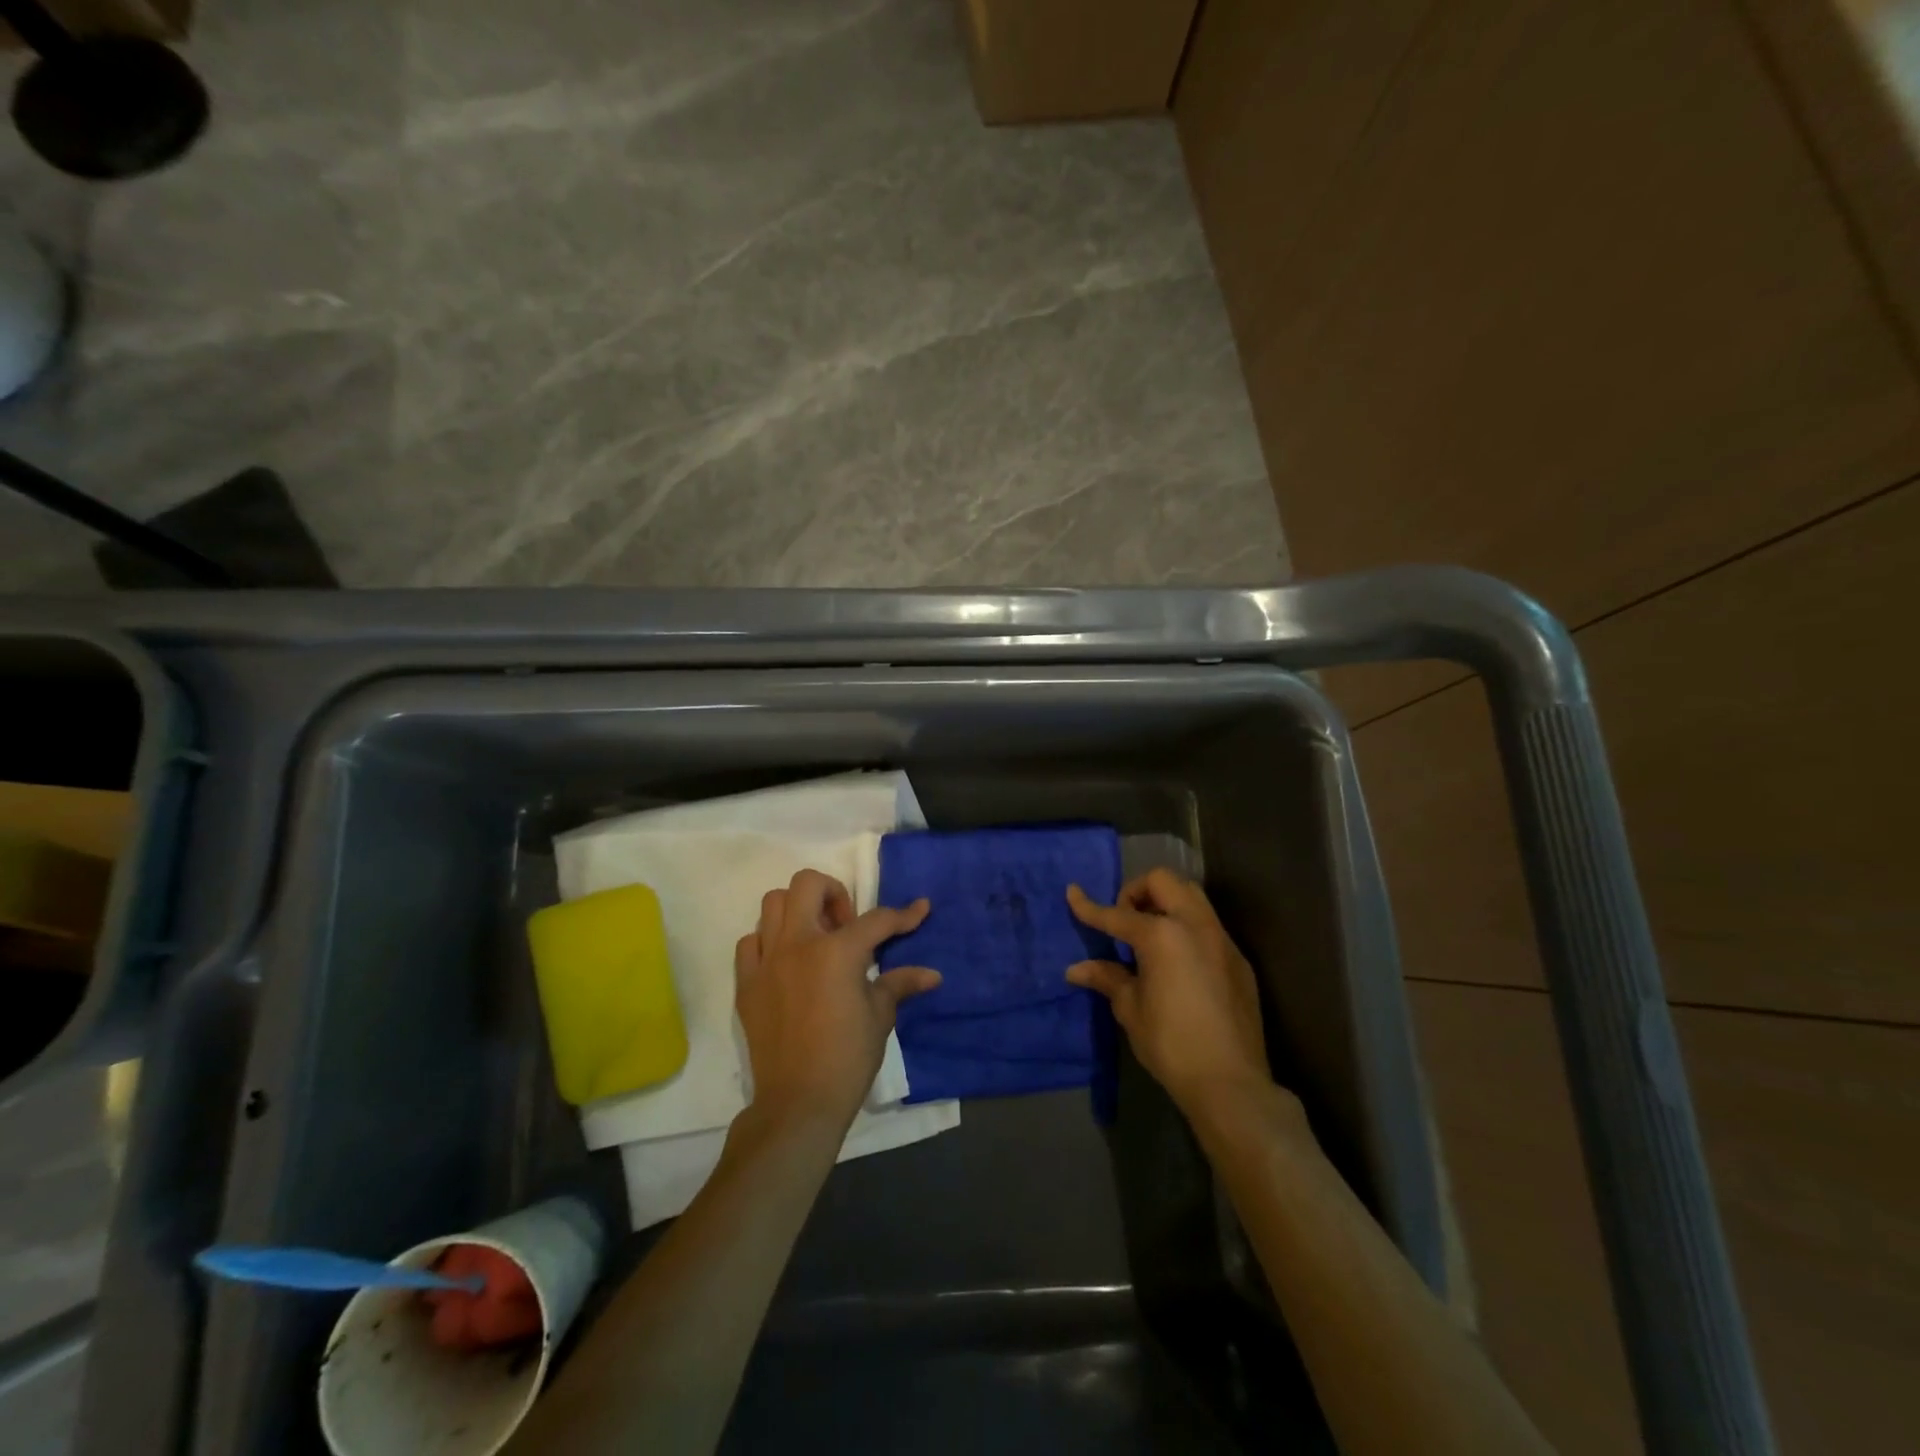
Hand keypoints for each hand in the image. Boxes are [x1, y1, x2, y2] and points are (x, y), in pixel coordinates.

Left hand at [734, 870, 940, 1131]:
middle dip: (834, 893)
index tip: (920, 909)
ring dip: (798, 911)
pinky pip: (750, 943)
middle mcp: (798, 944)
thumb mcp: (880, 1016)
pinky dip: (769, 942)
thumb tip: (932, 974)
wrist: (798, 1103)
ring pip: (772, 904)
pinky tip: (787, 963)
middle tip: (847, 924)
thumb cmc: (847, 1058)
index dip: (903, 915)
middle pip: (807, 884)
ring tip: (817, 939)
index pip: (876, 920)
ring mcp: (766, 961)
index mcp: (837, 951)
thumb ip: (900, 984)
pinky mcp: (746, 984)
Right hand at [1066, 869, 1268, 1116]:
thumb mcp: (1131, 1009)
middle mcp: (1194, 926)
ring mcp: (1222, 940)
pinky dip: (1187, 927)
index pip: (1117, 914)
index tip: (1072, 892)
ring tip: (1150, 934)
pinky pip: (1209, 926)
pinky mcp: (1238, 960)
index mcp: (1162, 935)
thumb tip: (1076, 969)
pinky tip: (1179, 961)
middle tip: (1124, 920)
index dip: (1089, 906)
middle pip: (1163, 881)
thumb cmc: (1171, 1044)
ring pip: (1192, 896)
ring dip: (1166, 902)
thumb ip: (1108, 978)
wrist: (1230, 1082)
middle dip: (1137, 891)